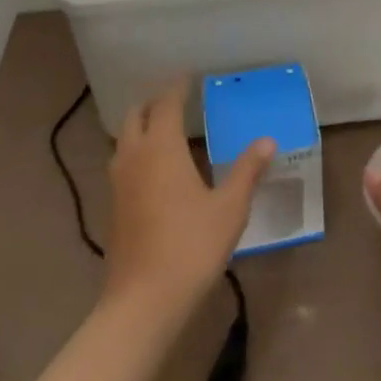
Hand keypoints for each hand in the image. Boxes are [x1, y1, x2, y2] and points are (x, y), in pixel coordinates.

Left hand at [104, 86, 273, 319]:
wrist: (143, 302)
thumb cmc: (190, 247)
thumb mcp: (229, 208)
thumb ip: (247, 171)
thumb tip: (267, 141)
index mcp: (161, 147)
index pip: (165, 103)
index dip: (177, 87)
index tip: (190, 77)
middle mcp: (134, 156)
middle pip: (136, 115)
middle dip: (154, 102)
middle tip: (177, 99)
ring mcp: (119, 182)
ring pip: (125, 139)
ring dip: (142, 126)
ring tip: (166, 129)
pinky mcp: (113, 206)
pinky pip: (123, 162)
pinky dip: (137, 151)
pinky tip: (156, 168)